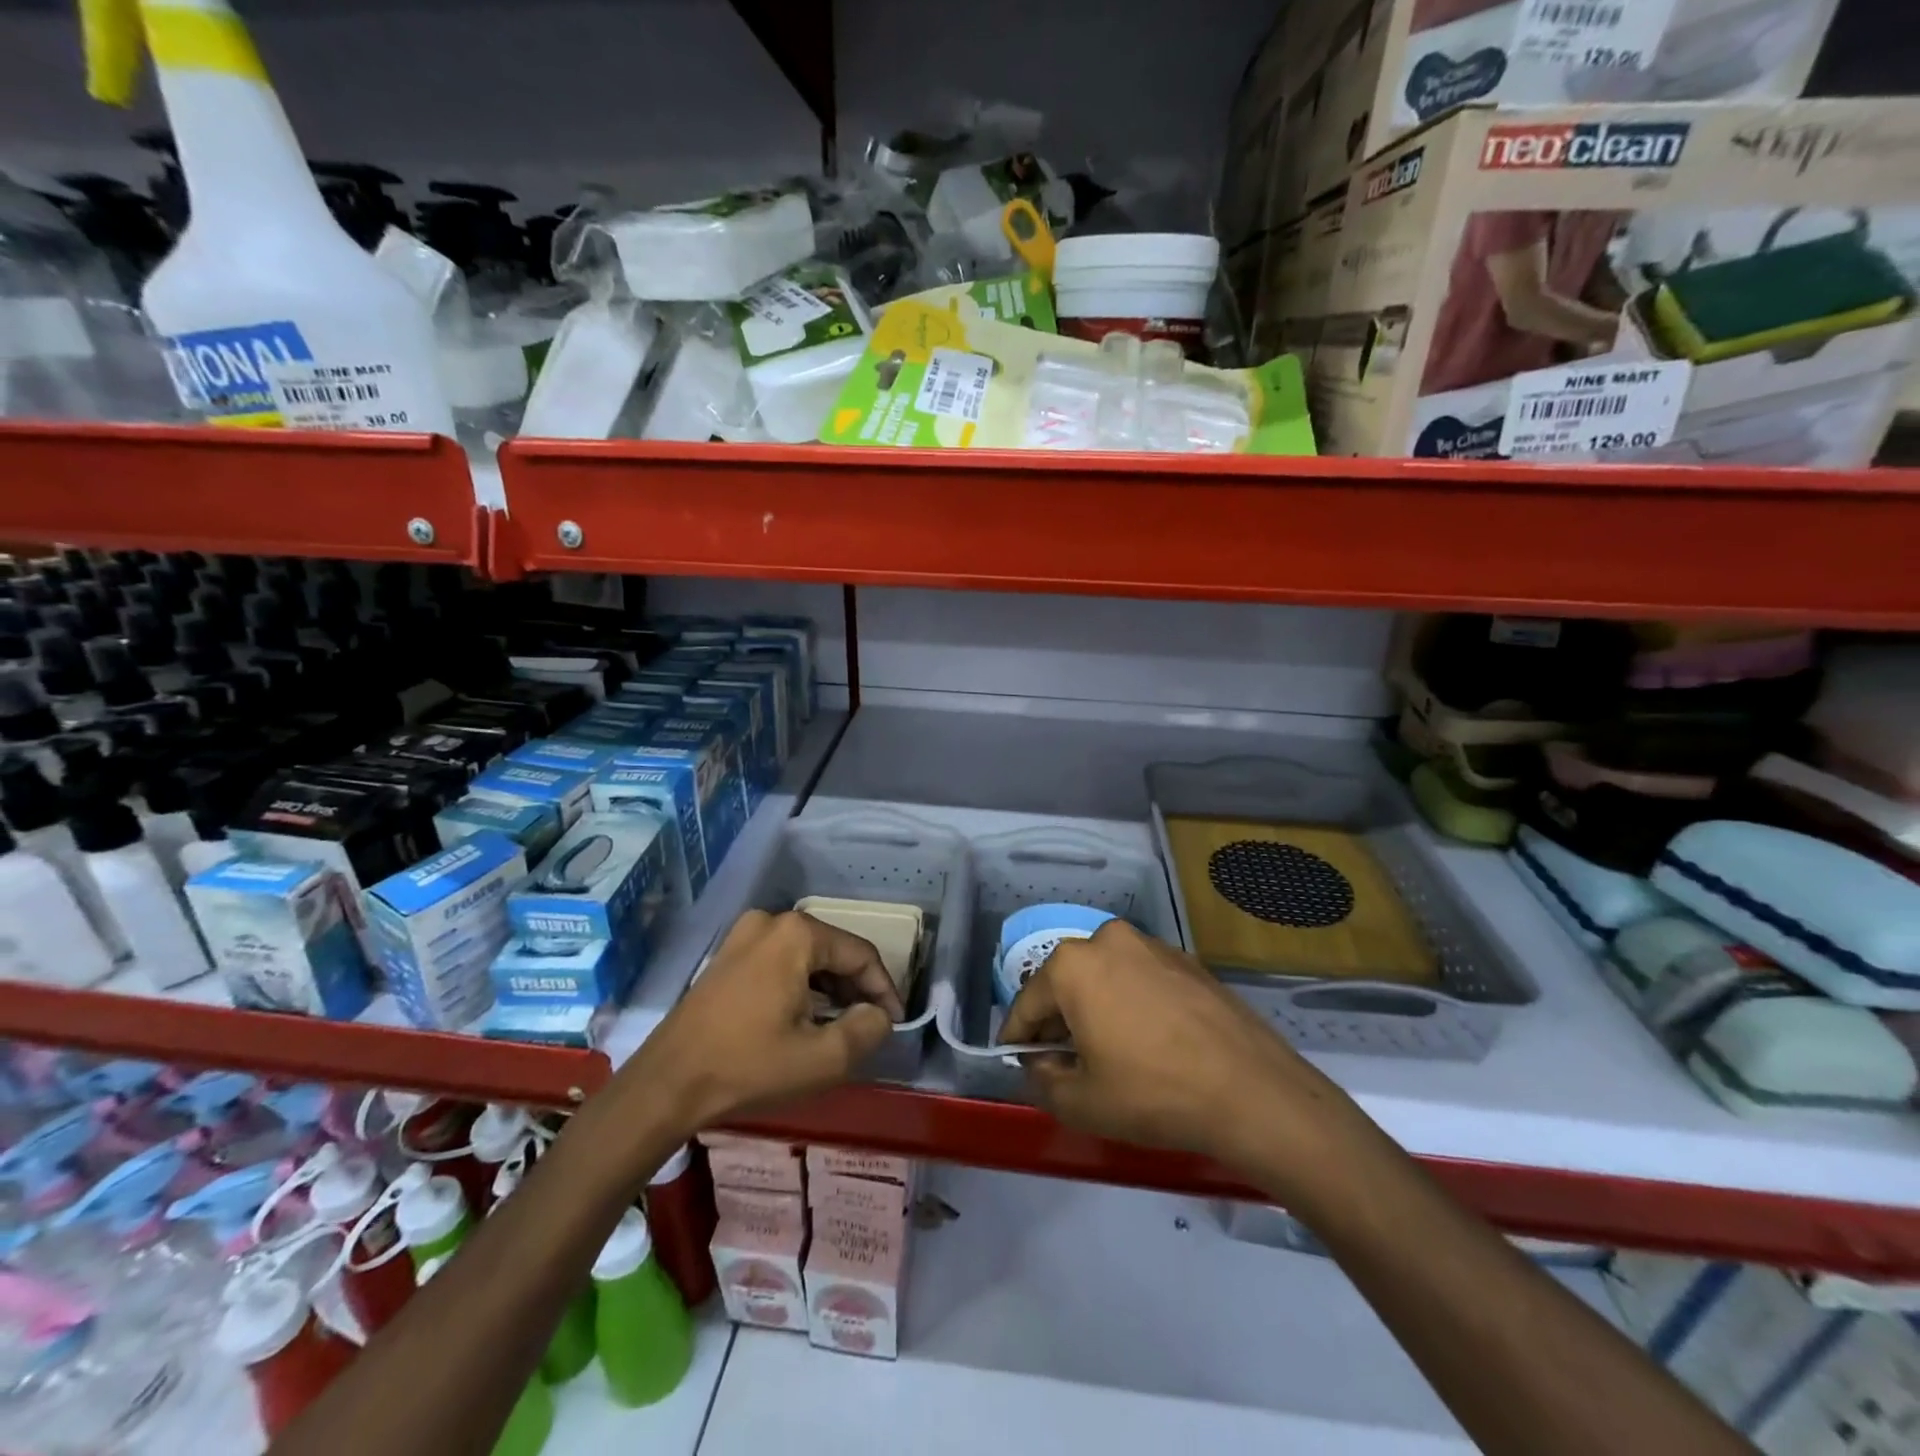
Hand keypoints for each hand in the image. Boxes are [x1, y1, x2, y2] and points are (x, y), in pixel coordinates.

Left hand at [625, 910, 904, 1134]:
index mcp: (798, 934)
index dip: (885, 989)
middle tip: (868, 1025)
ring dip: (829, 988)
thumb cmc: (749, 1066)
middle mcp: (772, 922)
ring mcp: (743, 935)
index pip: (861, 954)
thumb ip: (868, 1030)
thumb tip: (879, 1014)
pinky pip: (780, 962)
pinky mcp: (727, 956)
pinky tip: (803, 1018)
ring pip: (807, 957)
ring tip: (839, 1026)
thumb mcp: (823, 1058)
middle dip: (856, 988)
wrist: (666, 1084)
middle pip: (833, 951)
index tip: (894, 1022)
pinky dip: (800, 986)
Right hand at [999, 921, 1363, 1180]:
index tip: (1018, 1062)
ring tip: (1112, 1055)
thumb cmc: (1153, 1093)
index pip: (1027, 1003)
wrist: (1251, 1090)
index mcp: (1072, 965)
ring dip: (1097, 1010)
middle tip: (1066, 1064)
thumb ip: (1042, 1080)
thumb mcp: (1081, 1103)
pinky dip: (1133, 1004)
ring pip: (1105, 978)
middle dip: (1060, 1022)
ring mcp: (1152, 945)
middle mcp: (1108, 939)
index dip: (1017, 1038)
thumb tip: (1040, 1063)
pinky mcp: (1187, 960)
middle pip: (1067, 984)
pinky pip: (1141, 980)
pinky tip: (1151, 1043)